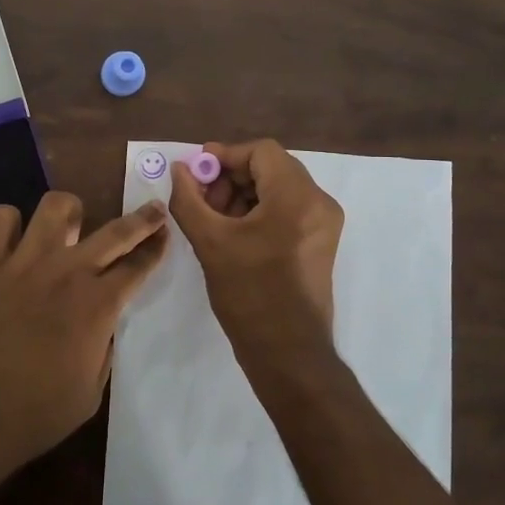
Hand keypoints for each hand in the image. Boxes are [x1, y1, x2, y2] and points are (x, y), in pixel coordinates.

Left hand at [0, 191, 169, 485]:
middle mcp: (66, 272)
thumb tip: (101, 325)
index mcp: (97, 306)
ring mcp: (23, 262)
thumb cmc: (32, 417)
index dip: (155, 248)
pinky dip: (8, 223)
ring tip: (70, 226)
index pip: (137, 266)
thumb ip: (101, 350)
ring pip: (56, 207)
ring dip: (70, 212)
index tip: (164, 235)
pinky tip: (12, 240)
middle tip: (152, 210)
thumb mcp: (89, 394)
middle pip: (115, 231)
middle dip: (141, 219)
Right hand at [168, 140, 343, 369]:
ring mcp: (324, 222)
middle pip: (271, 167)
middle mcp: (319, 202)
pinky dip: (260, 210)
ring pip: (279, 187)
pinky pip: (288, 208)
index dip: (225, 155)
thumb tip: (180, 169)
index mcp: (297, 197)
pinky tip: (234, 232)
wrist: (288, 352)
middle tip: (202, 198)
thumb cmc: (249, 294)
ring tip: (214, 218)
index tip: (196, 172)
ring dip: (244, 193)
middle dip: (232, 176)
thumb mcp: (210, 243)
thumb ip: (188, 199)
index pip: (261, 151)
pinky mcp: (321, 241)